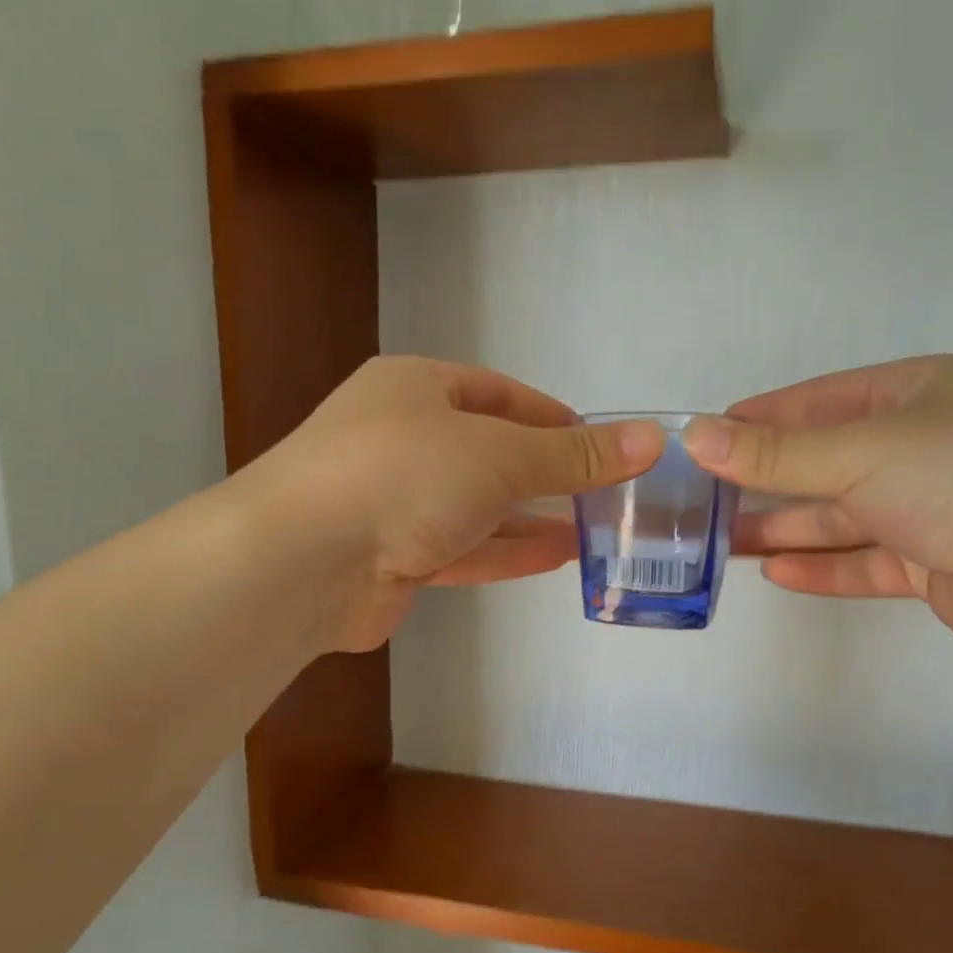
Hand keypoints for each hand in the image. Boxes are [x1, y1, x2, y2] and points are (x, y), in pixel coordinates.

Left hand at [258, 356, 662, 651]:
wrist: (300, 563)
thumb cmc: (402, 475)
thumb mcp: (500, 455)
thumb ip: (574, 455)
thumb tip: (652, 440)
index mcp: (414, 388)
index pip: (496, 393)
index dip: (549, 415)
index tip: (596, 441)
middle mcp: (400, 438)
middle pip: (488, 451)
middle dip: (545, 473)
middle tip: (602, 492)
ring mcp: (393, 501)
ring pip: (477, 505)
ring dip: (531, 517)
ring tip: (592, 528)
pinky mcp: (393, 557)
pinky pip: (462, 547)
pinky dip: (506, 550)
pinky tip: (557, 556)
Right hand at [686, 356, 952, 662]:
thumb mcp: (860, 452)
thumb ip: (775, 453)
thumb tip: (694, 433)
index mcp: (918, 393)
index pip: (820, 401)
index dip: (761, 420)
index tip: (706, 441)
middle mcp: (926, 445)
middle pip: (828, 461)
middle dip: (767, 481)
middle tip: (703, 501)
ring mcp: (934, 507)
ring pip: (843, 515)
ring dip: (787, 528)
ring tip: (723, 542)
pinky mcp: (938, 563)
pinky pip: (866, 560)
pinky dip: (823, 565)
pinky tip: (776, 572)